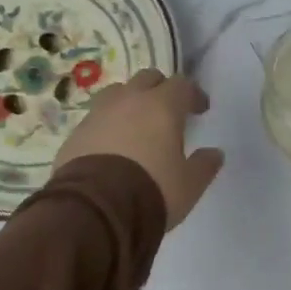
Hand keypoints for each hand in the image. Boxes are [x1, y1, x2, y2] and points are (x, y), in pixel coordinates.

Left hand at [54, 69, 223, 229]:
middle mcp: (128, 101)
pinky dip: (108, 125)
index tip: (200, 110)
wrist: (95, 210)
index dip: (193, 94)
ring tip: (136, 124)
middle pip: (147, 78)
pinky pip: (96, 119)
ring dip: (130, 102)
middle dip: (161, 90)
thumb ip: (204, 165)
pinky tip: (112, 146)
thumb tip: (215, 153)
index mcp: (162, 106)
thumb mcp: (189, 184)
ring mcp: (97, 114)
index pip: (182, 84)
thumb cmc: (152, 190)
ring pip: (117, 93)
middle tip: (168, 111)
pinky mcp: (75, 134)